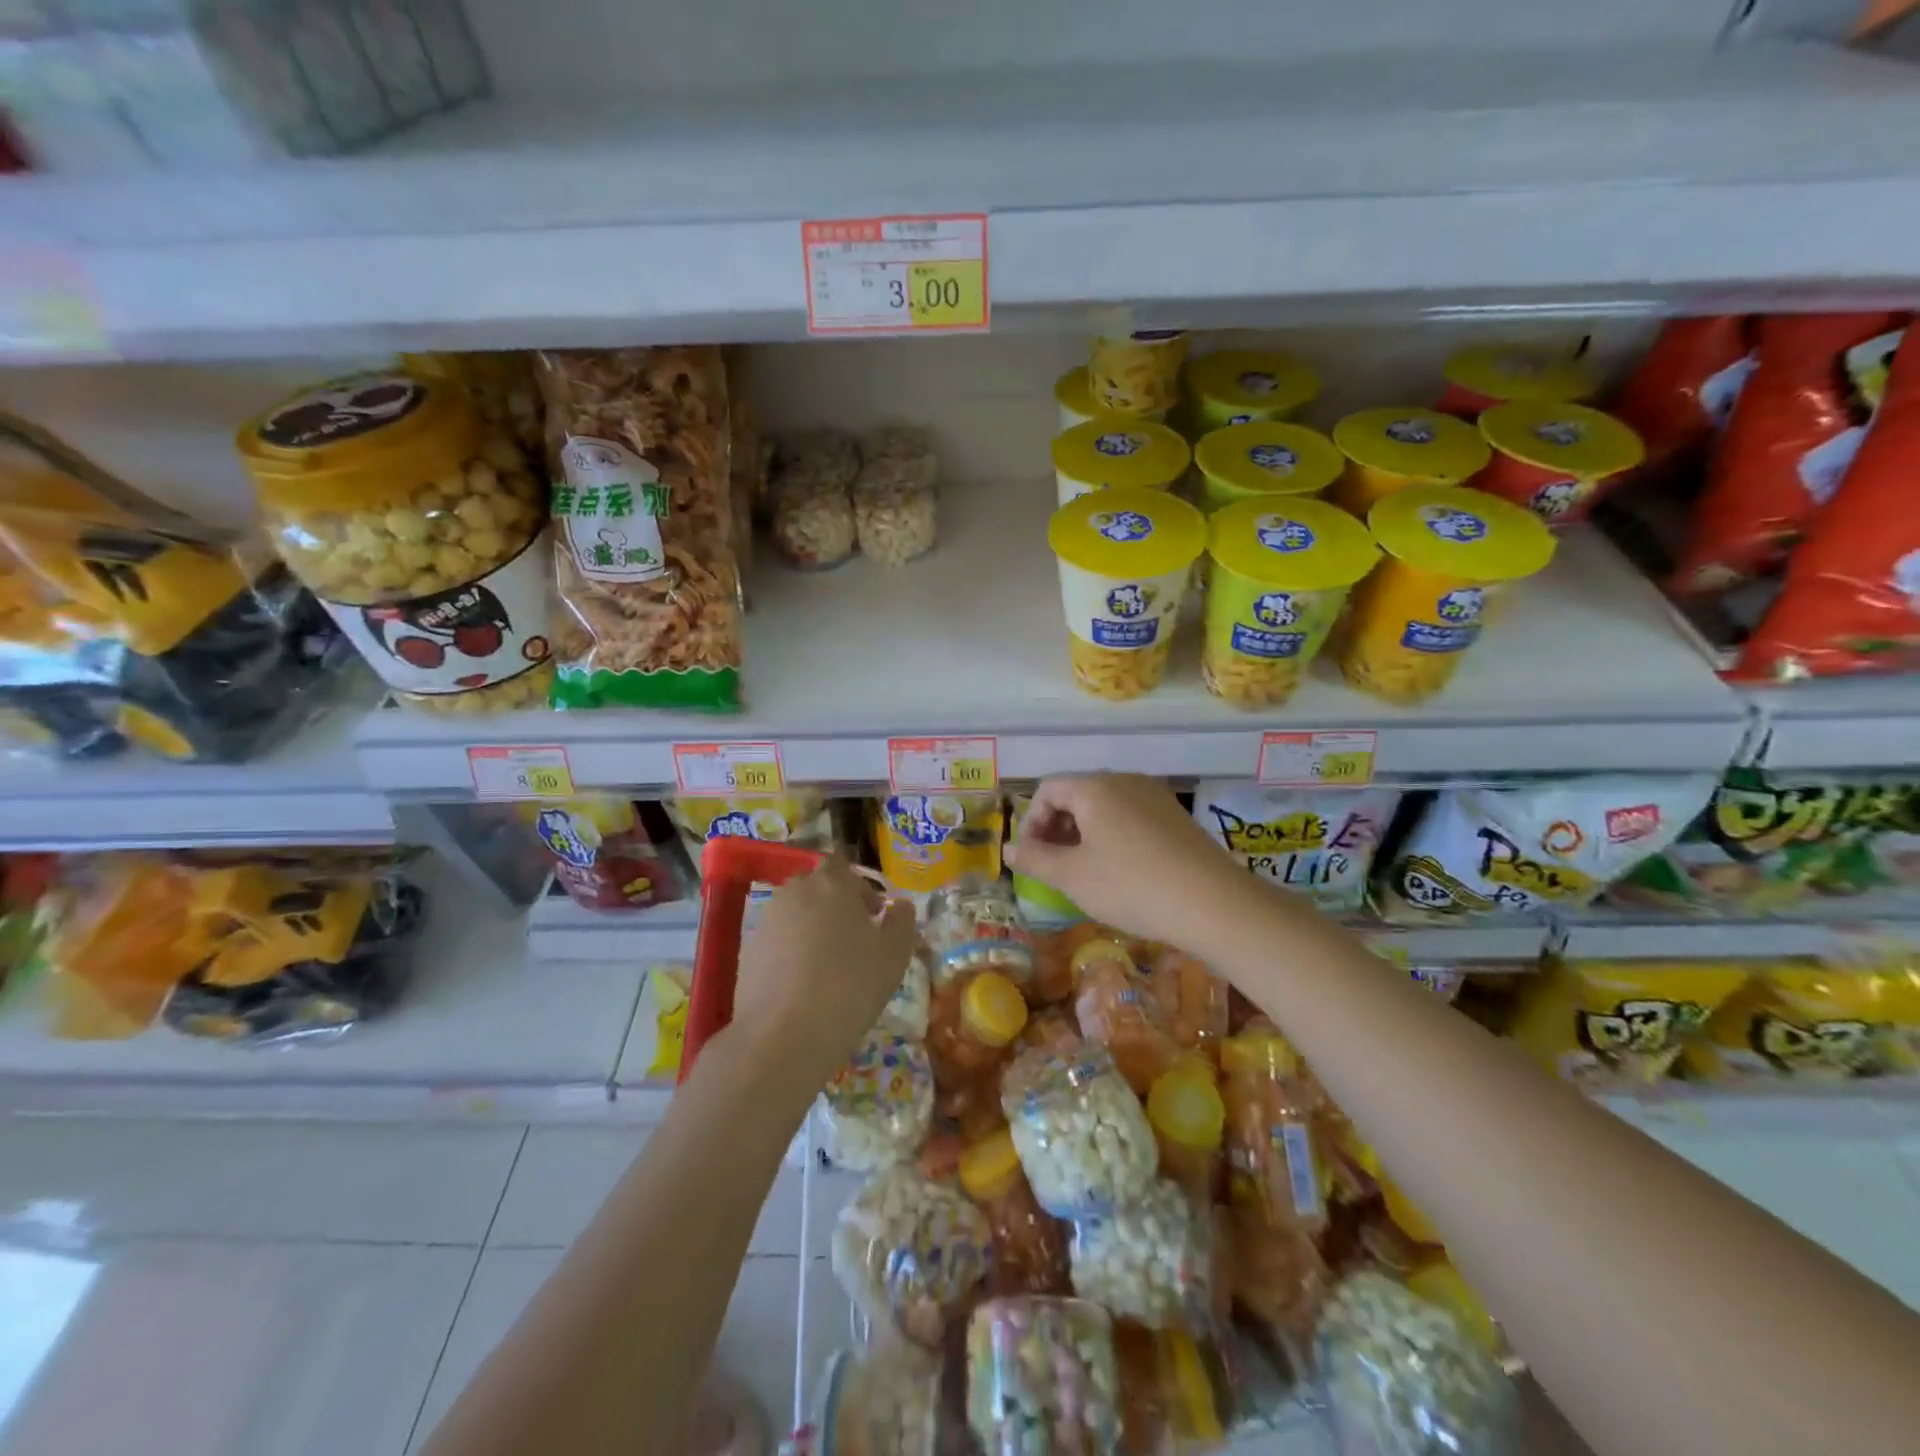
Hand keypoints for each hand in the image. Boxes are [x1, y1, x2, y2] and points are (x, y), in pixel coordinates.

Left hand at [730, 856, 918, 1082]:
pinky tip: (803, 985)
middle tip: (854, 940)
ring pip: (796, 913)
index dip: (858, 887)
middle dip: (835, 905)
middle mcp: (795, 891)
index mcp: (832, 882)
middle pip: (817, 886)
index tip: (873, 916)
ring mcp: (767, 919)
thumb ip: (902, 921)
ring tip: (829, 966)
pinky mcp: (749, 950)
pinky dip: (791, 953)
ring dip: (812, 928)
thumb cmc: (850, 985)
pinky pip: (778, 940)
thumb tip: (901, 906)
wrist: (784, 1036)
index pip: (842, 864)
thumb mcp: (894, 955)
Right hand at [1007, 774, 1264, 950]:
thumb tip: (1007, 847)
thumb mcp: (1072, 877)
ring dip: (1084, 834)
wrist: (1214, 903)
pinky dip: (1114, 836)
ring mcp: (1155, 796)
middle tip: (1054, 866)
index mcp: (1094, 787)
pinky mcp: (1176, 816)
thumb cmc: (1131, 885)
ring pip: (1105, 806)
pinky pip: (1131, 816)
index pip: (1047, 789)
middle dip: (1057, 828)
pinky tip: (1122, 872)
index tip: (1032, 858)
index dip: (1030, 822)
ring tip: (1085, 872)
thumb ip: (1034, 859)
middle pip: (1076, 794)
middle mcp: (1124, 780)